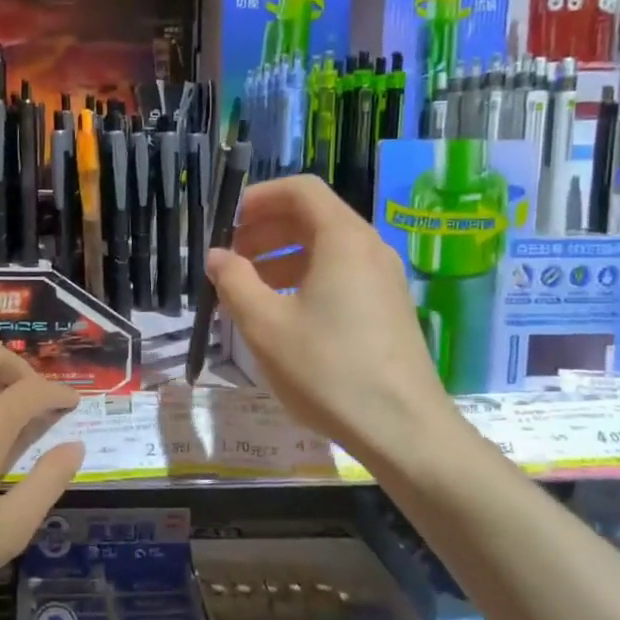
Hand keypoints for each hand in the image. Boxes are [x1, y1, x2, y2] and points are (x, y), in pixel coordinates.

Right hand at [205, 175, 460, 463]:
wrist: (403, 429)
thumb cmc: (328, 370)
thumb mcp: (265, 325)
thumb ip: (234, 282)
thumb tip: (217, 257)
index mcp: (343, 239)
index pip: (299, 190)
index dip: (258, 198)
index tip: (225, 223)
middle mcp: (369, 248)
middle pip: (312, 217)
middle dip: (264, 230)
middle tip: (229, 259)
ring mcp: (383, 279)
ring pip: (325, 249)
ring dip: (280, 258)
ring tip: (246, 289)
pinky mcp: (387, 308)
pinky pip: (340, 275)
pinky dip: (304, 280)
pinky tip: (281, 314)